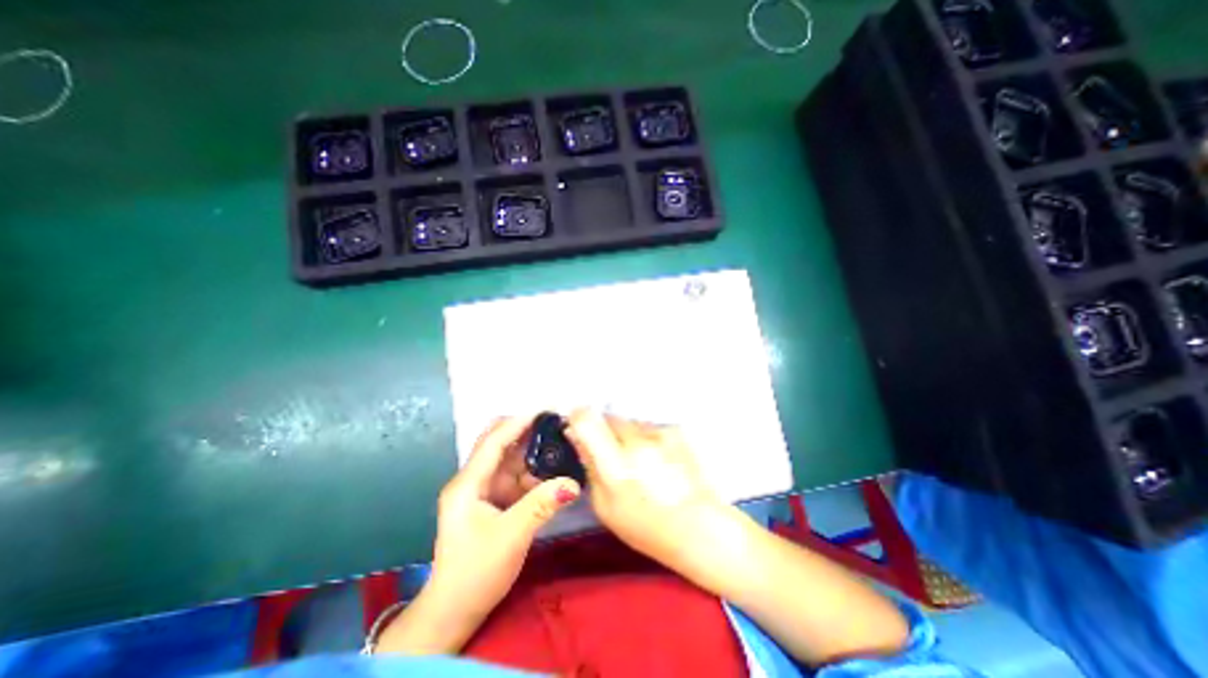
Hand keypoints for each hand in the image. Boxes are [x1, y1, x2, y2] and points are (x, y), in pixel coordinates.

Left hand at [426, 419, 577, 625]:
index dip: (518, 422)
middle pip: (499, 444)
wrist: (455, 611)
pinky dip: (533, 473)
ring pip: (510, 460)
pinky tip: (552, 471)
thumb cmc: (475, 572)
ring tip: (559, 443)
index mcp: (468, 484)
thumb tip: (572, 483)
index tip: (544, 409)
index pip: (493, 441)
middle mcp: (473, 481)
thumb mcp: (511, 537)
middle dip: (525, 431)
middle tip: (554, 425)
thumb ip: (541, 506)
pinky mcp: (493, 502)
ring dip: (532, 452)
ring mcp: (483, 491)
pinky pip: (516, 478)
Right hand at [565, 411, 725, 573]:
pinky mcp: (675, 430)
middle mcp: (636, 442)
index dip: (578, 418)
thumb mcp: (605, 506)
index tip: (577, 427)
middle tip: (611, 453)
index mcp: (615, 465)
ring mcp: (658, 433)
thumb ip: (590, 467)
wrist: (699, 526)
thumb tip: (577, 438)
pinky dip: (647, 438)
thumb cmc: (645, 526)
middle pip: (608, 417)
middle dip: (604, 429)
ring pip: (629, 422)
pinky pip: (649, 427)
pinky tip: (657, 459)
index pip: (587, 420)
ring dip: (627, 434)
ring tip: (639, 460)